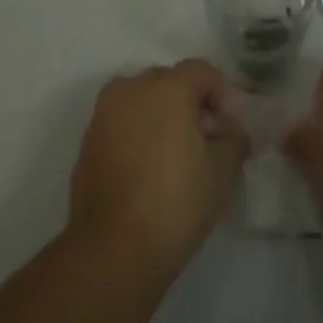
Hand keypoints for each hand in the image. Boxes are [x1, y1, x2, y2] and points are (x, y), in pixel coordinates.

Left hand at [68, 59, 249, 274]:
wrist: (112, 251)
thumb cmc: (175, 202)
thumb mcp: (222, 171)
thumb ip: (234, 139)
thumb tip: (232, 132)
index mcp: (166, 87)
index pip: (202, 72)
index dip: (224, 93)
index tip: (234, 124)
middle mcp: (131, 89)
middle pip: (170, 82)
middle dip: (193, 103)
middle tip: (210, 138)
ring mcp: (104, 114)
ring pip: (143, 101)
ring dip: (164, 117)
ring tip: (180, 153)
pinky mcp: (88, 142)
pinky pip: (123, 124)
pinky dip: (140, 134)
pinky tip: (152, 167)